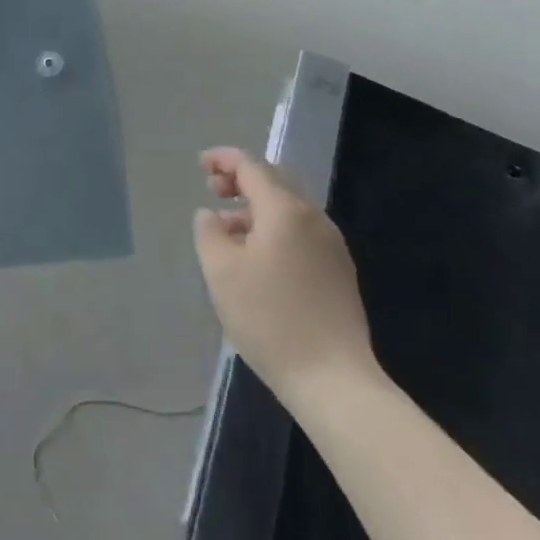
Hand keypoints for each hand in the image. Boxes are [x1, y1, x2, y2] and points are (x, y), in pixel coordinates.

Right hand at [192, 148, 380, 402]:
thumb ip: (209, 233)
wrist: (333, 379)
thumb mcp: (222, 272)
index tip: (201, 165)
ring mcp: (331, 245)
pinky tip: (257, 257)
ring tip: (228, 229)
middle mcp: (313, 218)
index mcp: (285, 210)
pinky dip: (274, 229)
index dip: (224, 160)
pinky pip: (300, 232)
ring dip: (256, 208)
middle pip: (274, 182)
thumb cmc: (270, 319)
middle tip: (213, 191)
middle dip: (241, 180)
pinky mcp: (339, 272)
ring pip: (288, 209)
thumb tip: (211, 215)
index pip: (252, 167)